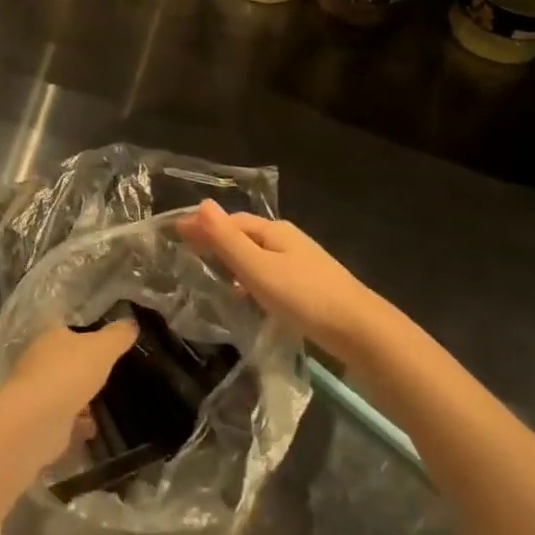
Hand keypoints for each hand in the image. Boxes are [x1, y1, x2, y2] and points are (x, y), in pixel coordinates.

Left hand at [0, 321, 136, 466]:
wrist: (37, 421)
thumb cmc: (69, 373)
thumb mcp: (103, 348)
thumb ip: (118, 335)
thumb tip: (131, 323)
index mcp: (51, 337)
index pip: (69, 329)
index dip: (86, 333)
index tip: (106, 340)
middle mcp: (40, 361)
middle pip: (66, 360)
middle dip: (84, 367)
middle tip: (110, 372)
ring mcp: (38, 392)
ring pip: (64, 389)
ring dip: (81, 396)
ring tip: (106, 402)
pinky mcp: (40, 421)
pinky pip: (64, 418)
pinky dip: (77, 422)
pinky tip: (94, 427)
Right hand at [181, 201, 381, 361]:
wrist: (359, 330)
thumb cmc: (303, 296)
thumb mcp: (257, 268)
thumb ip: (227, 240)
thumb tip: (201, 204)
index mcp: (274, 231)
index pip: (230, 221)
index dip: (203, 225)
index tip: (175, 234)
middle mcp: (288, 240)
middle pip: (245, 234)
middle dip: (216, 240)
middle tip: (188, 253)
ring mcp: (301, 262)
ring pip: (258, 255)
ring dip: (233, 260)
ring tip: (211, 276)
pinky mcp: (309, 285)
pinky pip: (269, 273)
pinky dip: (250, 278)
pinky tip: (247, 297)